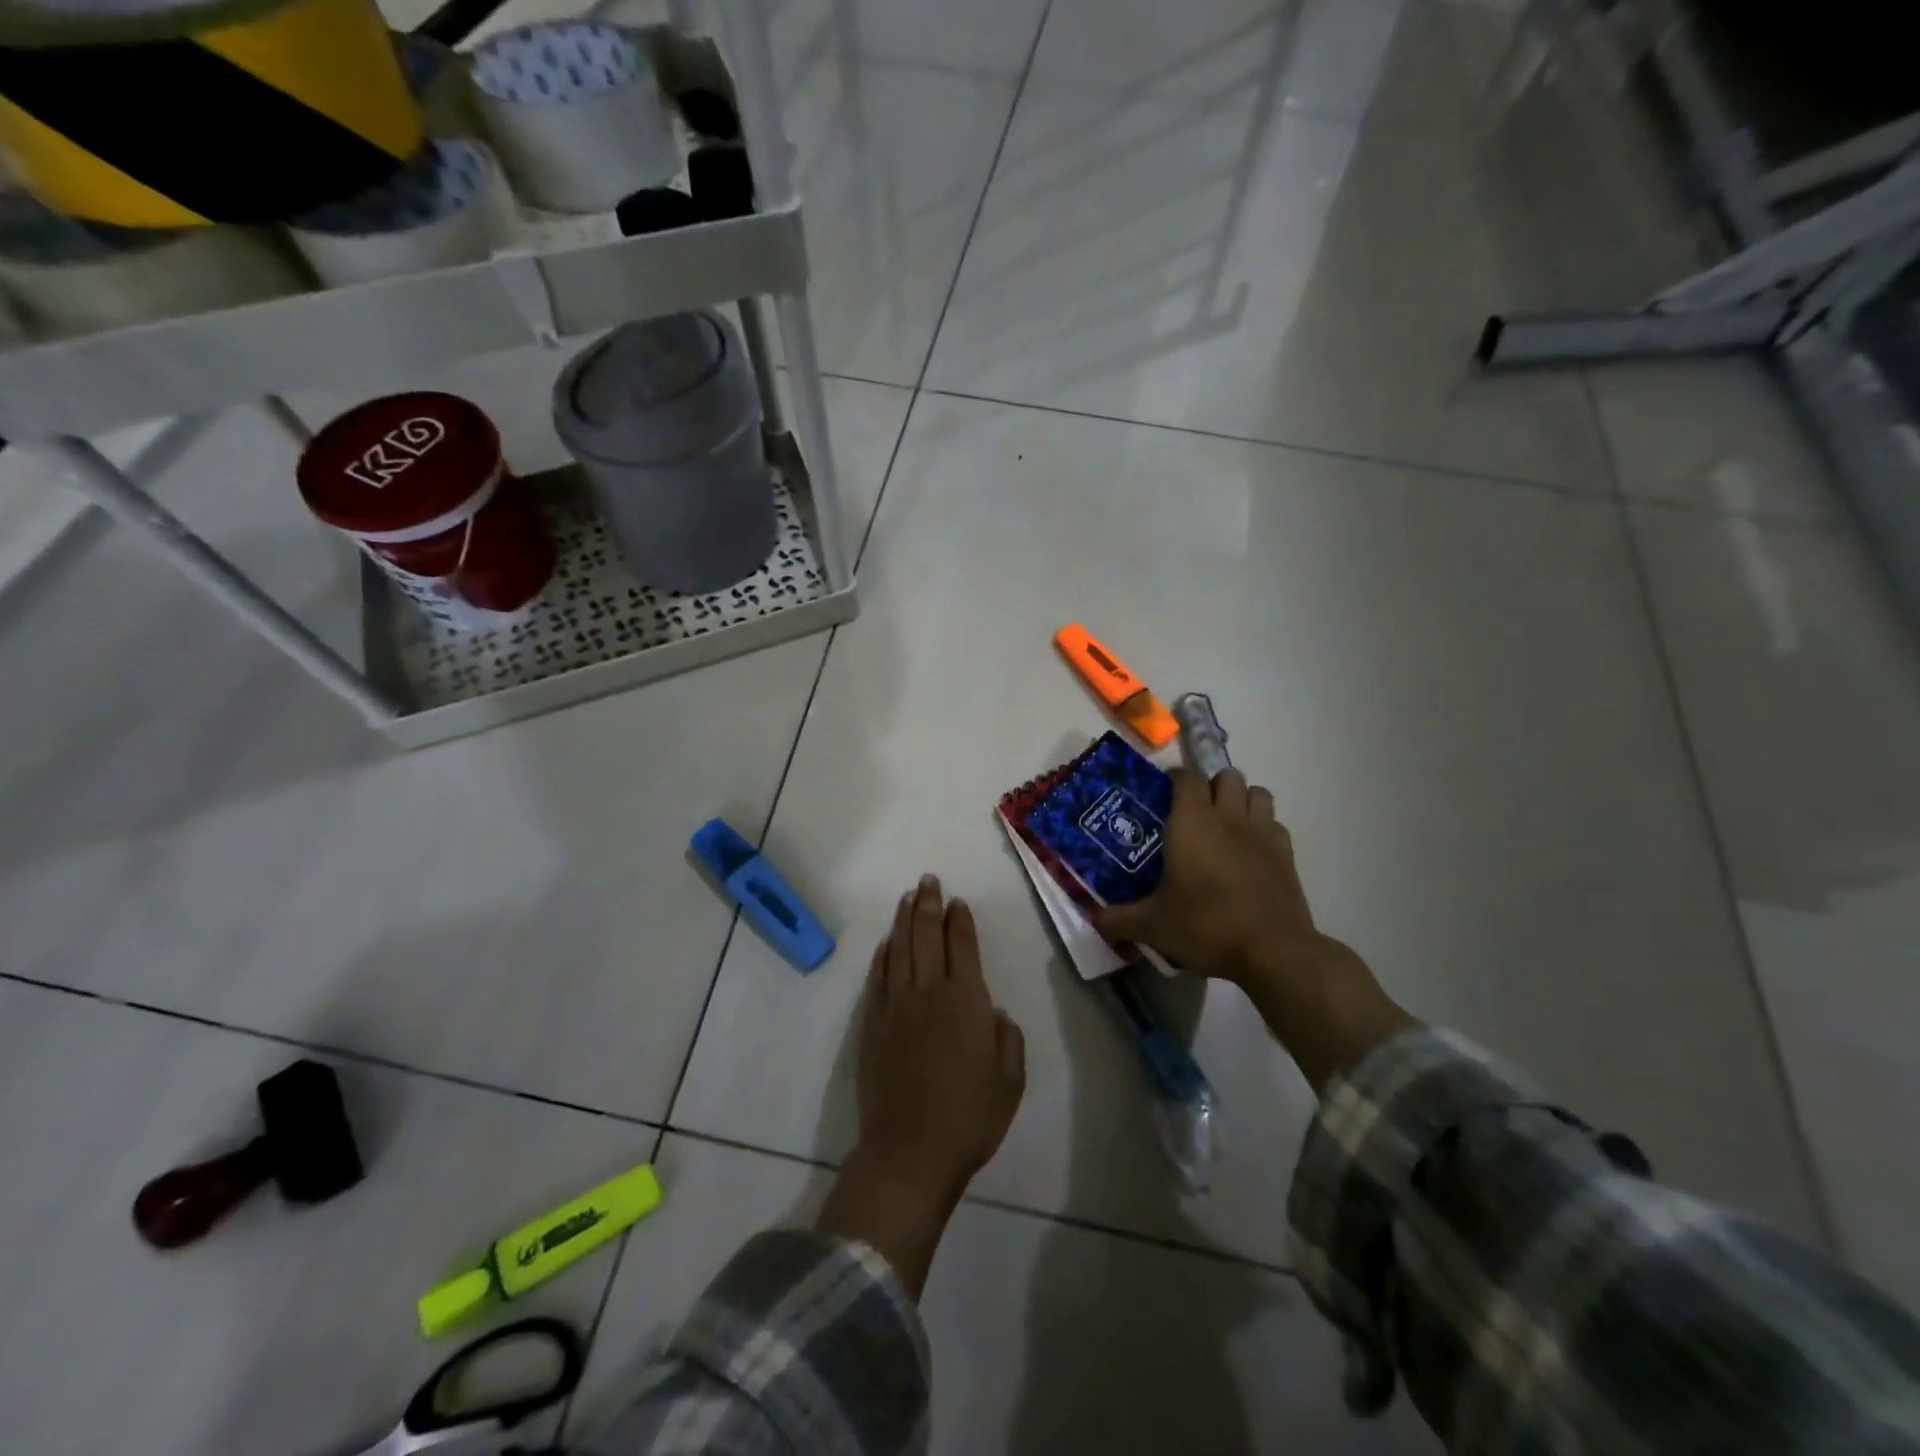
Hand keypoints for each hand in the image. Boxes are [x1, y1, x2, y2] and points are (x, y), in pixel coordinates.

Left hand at [817, 875, 1025, 1295]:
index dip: (960, 920)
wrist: (910, 1150)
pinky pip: (878, 977)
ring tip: (908, 898)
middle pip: (927, 935)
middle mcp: (929, 991)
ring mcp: (896, 1004)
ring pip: (899, 949)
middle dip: (929, 904)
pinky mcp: (872, 1023)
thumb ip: (1007, 1038)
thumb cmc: (970, 1116)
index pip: (963, 945)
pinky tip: (887, 943)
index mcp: (966, 999)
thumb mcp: (1010, 1079)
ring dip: (904, 920)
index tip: (957, 901)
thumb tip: (993, 1010)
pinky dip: (883, 955)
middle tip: (928, 881)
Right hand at [1095, 767, 1314, 984]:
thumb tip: (1095, 919)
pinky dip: (1263, 827)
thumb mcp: (1153, 926)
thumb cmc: (1206, 926)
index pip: (1186, 777)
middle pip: (1226, 776)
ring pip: (1256, 793)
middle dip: (1211, 785)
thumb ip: (1119, 919)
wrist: (1272, 951)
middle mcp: (1228, 817)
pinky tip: (1251, 850)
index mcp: (1192, 822)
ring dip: (1241, 799)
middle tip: (1194, 810)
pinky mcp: (1286, 854)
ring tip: (1226, 822)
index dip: (1175, 777)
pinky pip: (1275, 824)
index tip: (1164, 791)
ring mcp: (1262, 833)